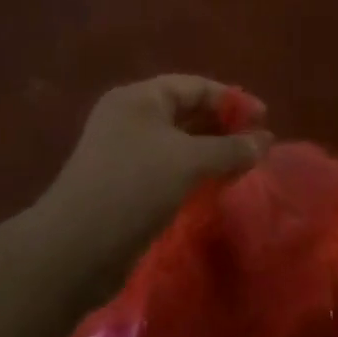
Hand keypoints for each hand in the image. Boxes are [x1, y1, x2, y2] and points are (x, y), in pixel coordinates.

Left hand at [41, 76, 271, 255]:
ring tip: (244, 164)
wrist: (73, 250)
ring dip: (210, 150)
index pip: (194, 86)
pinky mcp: (123, 184)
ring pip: (178, 142)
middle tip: (257, 142)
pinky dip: (193, 171)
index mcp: (140, 98)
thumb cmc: (133, 188)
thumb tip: (264, 141)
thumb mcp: (188, 162)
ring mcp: (123, 151)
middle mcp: (130, 117)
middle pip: (186, 111)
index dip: (232, 99)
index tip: (264, 118)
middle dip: (223, 125)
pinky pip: (167, 166)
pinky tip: (216, 185)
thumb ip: (229, 149)